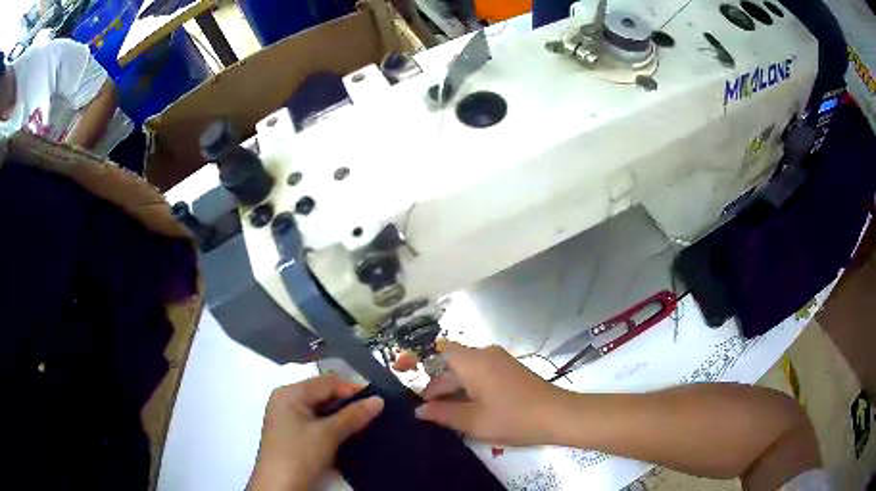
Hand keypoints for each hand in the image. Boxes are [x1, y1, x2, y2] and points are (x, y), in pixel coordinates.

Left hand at [249, 375, 383, 490]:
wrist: (279, 487)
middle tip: (375, 409)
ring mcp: (288, 418)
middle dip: (347, 401)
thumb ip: (353, 416)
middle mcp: (286, 401)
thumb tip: (378, 400)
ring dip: (341, 414)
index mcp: (290, 393)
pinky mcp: (292, 435)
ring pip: (321, 409)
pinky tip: (349, 432)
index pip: (326, 382)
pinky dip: (332, 425)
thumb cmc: (299, 454)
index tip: (378, 397)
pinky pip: (316, 422)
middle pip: (322, 394)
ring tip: (367, 420)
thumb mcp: (328, 434)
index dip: (352, 388)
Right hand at [414, 340, 570, 445]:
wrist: (558, 415)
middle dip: (440, 388)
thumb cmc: (513, 418)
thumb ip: (443, 414)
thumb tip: (419, 410)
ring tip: (449, 416)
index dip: (425, 374)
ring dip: (456, 391)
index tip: (418, 398)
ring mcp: (500, 361)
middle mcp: (486, 354)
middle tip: (431, 415)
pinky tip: (471, 410)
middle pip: (453, 365)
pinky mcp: (510, 370)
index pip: (439, 355)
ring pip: (468, 371)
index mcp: (473, 361)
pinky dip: (472, 389)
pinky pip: (482, 374)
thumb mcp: (473, 421)